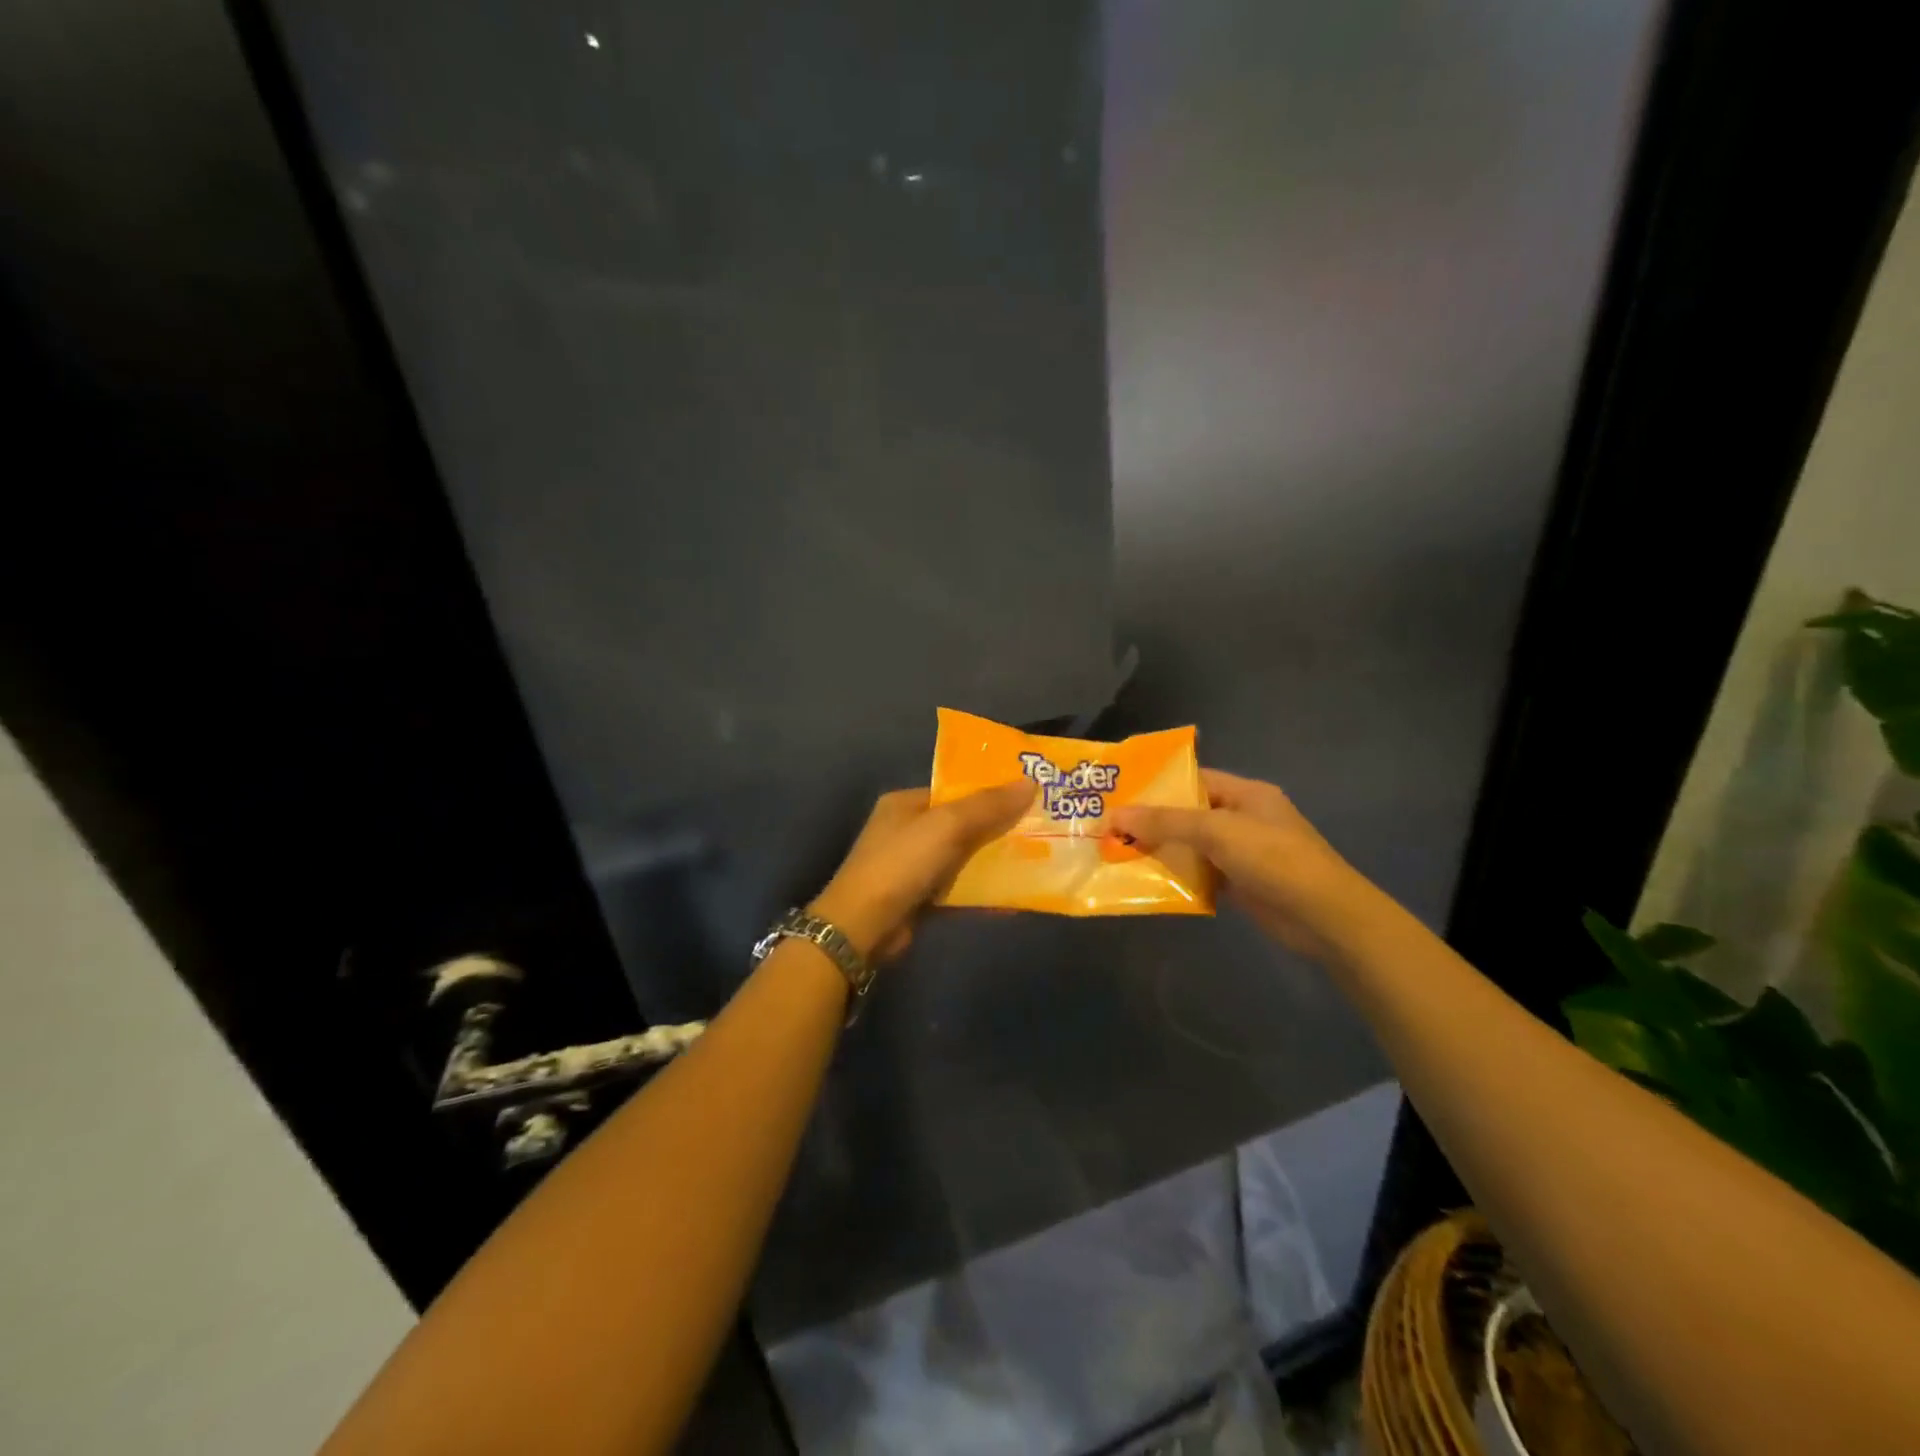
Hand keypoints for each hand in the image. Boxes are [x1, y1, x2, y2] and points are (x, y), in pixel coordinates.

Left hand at [809, 782, 1035, 959]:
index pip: (955, 790)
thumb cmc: (902, 863)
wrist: (863, 927)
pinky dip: (983, 890)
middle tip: (1042, 829)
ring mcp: (912, 866)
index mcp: (906, 803)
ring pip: (963, 857)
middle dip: (998, 827)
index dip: (992, 792)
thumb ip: (988, 805)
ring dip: (994, 860)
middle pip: (963, 823)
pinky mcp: (920, 898)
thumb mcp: (948, 825)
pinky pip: (959, 887)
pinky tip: (1015, 896)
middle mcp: (907, 830)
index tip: (1030, 796)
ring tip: (1038, 859)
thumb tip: (1030, 782)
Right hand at [1112, 769, 1370, 961]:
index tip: (1119, 793)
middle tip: (1108, 826)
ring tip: (1117, 853)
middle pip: (1189, 814)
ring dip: (1161, 851)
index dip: (1158, 785)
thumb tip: (1115, 814)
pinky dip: (1177, 877)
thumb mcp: (1217, 831)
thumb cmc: (1274, 859)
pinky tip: (1146, 881)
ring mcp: (1242, 853)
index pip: (1194, 779)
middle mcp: (1243, 819)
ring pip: (1192, 846)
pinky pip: (1200, 874)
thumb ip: (1166, 822)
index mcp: (1245, 794)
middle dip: (1152, 821)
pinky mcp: (1240, 884)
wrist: (1324, 917)